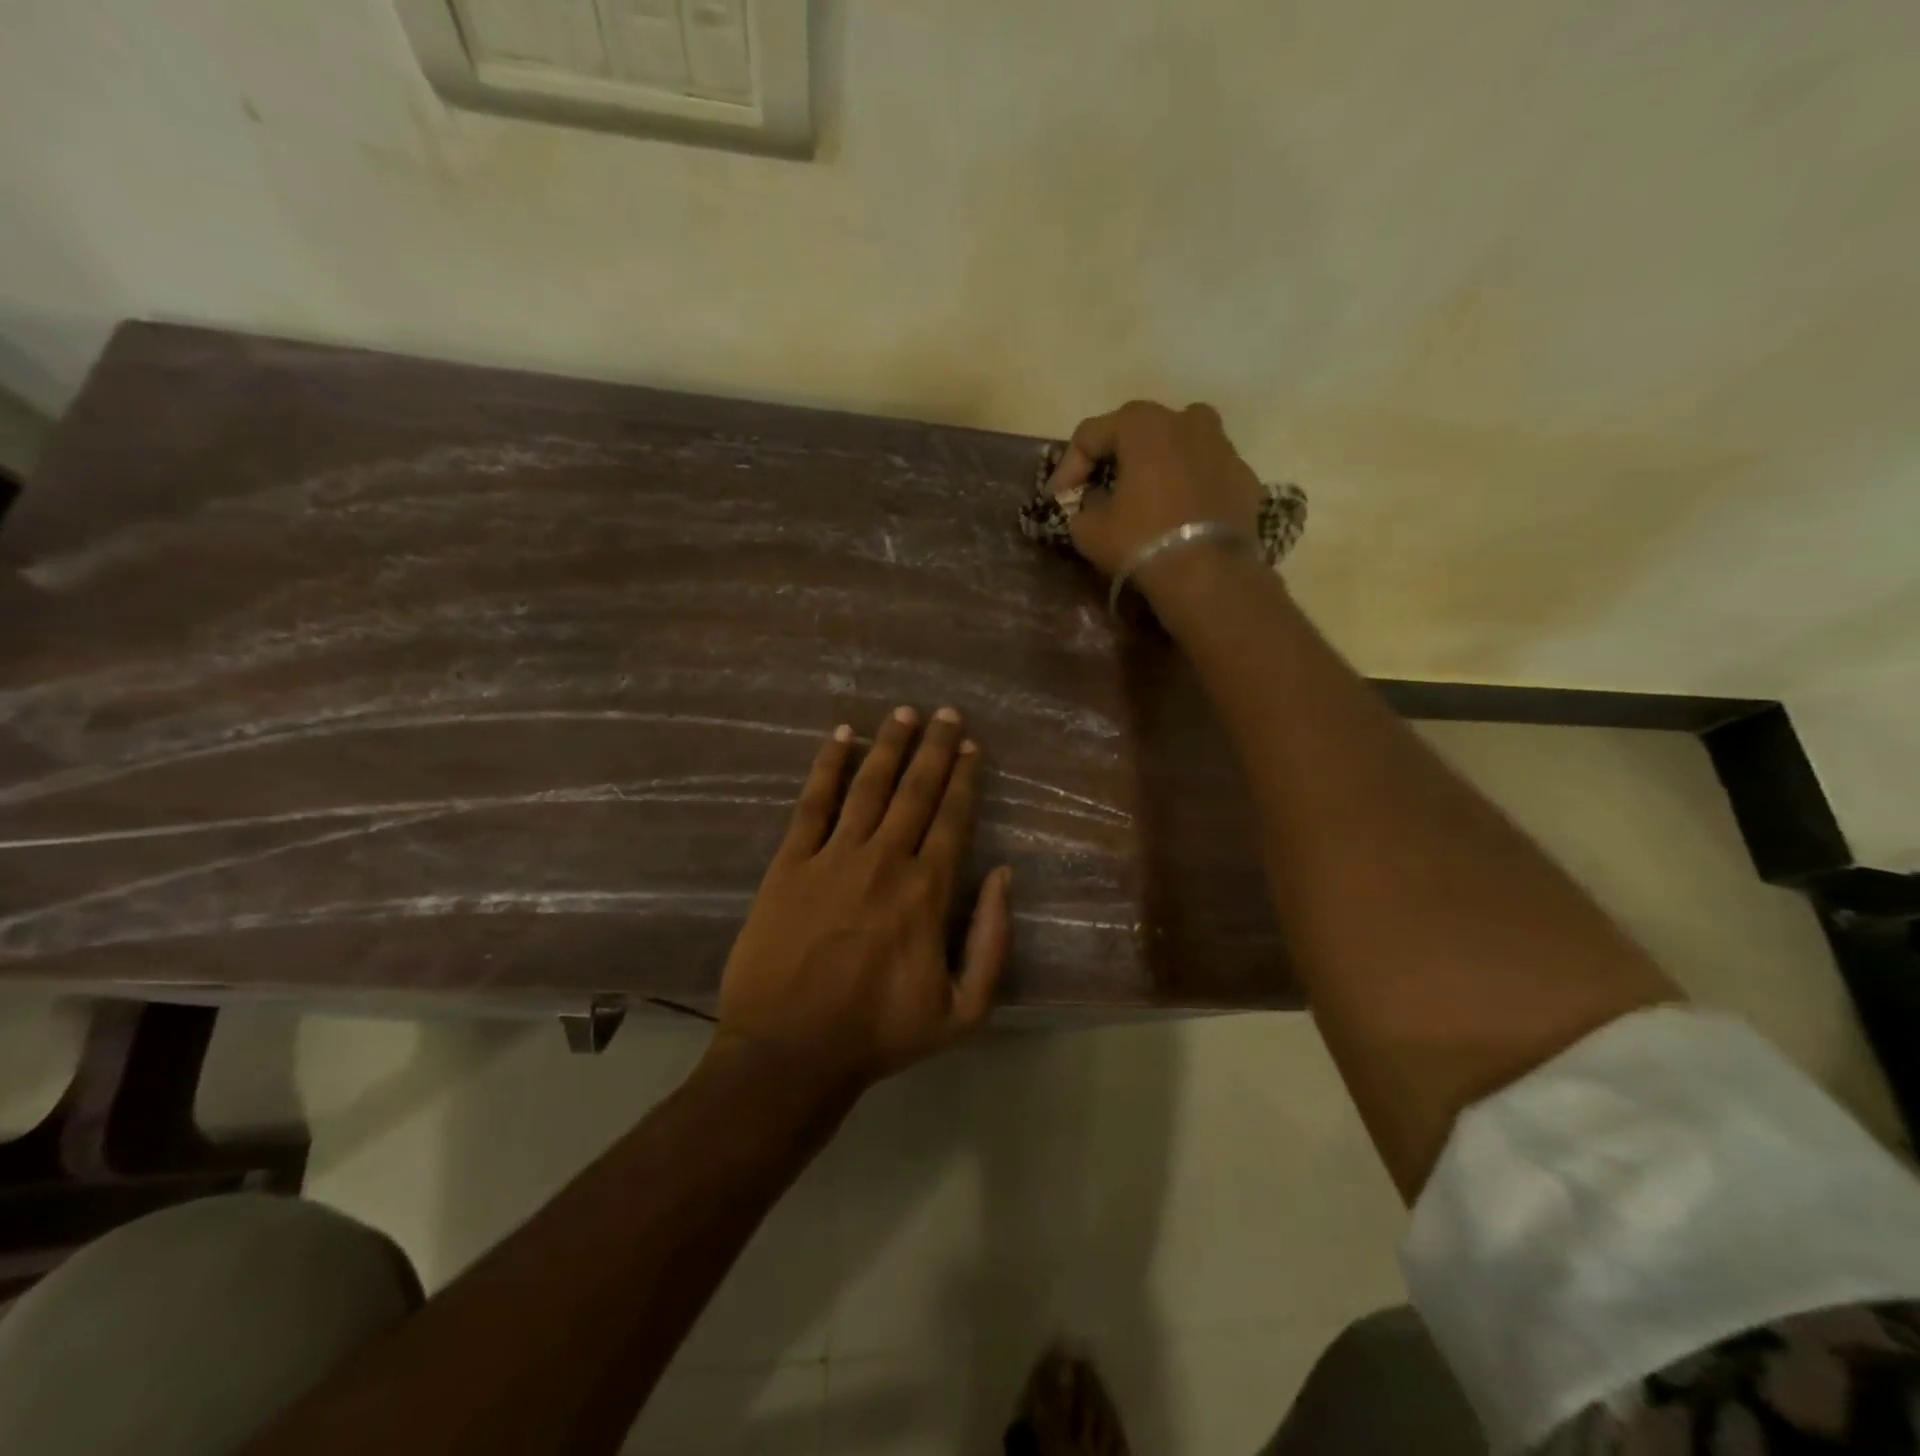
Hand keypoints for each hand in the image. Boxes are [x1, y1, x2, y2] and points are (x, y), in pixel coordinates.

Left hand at [712, 706, 1013, 1097]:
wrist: (790, 1051)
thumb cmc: (880, 1033)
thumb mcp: (963, 1011)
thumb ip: (992, 941)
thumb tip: (1004, 876)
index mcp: (927, 892)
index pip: (953, 818)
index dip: (964, 778)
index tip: (970, 746)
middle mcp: (885, 860)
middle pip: (916, 790)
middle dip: (934, 747)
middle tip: (945, 711)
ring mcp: (833, 857)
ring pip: (869, 786)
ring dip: (889, 745)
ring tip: (903, 712)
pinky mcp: (789, 863)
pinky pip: (813, 803)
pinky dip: (828, 766)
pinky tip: (841, 736)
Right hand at [1045, 400, 1263, 586]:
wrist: (1209, 575)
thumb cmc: (1141, 542)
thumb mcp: (1089, 529)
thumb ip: (1084, 505)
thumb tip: (1095, 499)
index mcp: (1143, 424)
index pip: (1091, 433)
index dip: (1068, 466)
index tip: (1057, 498)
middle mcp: (1187, 420)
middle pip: (1139, 430)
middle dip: (1115, 457)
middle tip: (1099, 488)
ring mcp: (1222, 446)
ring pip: (1180, 444)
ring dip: (1158, 464)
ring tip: (1145, 496)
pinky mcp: (1244, 477)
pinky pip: (1206, 473)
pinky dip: (1189, 486)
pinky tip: (1179, 515)